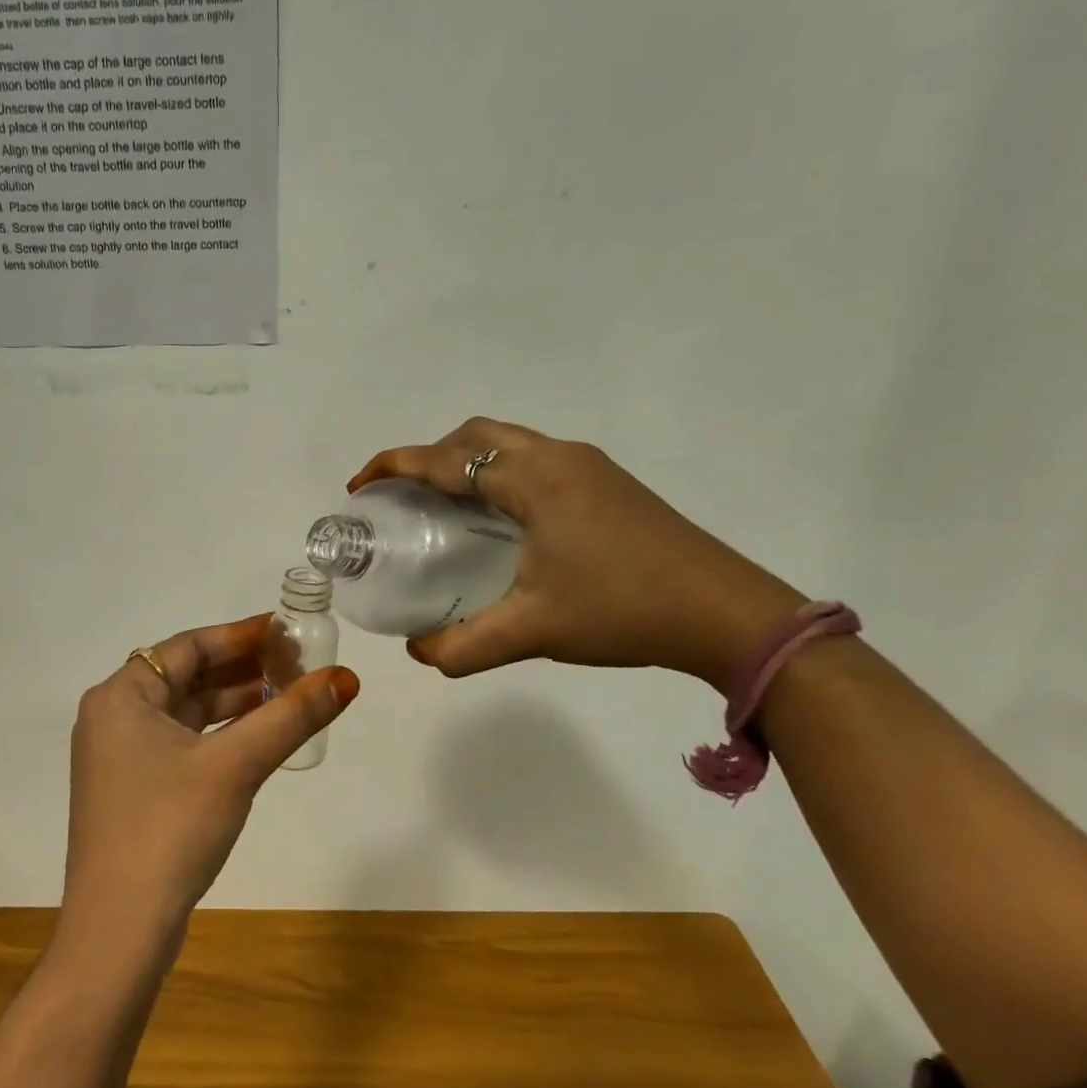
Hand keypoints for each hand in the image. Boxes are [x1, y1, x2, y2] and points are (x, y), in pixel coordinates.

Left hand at [61, 615, 358, 955]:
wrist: (119, 932)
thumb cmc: (170, 829)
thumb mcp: (235, 765)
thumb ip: (291, 717)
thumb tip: (346, 679)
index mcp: (120, 696)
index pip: (189, 646)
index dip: (242, 635)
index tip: (289, 631)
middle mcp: (114, 718)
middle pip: (188, 677)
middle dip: (244, 670)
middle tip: (300, 665)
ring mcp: (121, 757)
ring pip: (188, 713)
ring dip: (237, 704)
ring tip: (291, 696)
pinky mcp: (135, 790)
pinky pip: (184, 744)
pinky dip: (222, 736)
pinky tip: (261, 738)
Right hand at [350, 420, 804, 688]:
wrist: (727, 613)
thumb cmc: (622, 610)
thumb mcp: (532, 632)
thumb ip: (462, 645)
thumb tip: (417, 652)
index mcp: (533, 479)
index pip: (446, 459)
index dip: (395, 467)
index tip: (359, 485)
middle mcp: (558, 456)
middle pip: (475, 436)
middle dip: (428, 456)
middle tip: (402, 496)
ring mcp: (588, 466)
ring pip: (508, 444)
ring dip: (466, 462)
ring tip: (442, 506)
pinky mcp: (607, 482)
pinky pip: (533, 459)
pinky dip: (497, 474)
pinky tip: (499, 520)